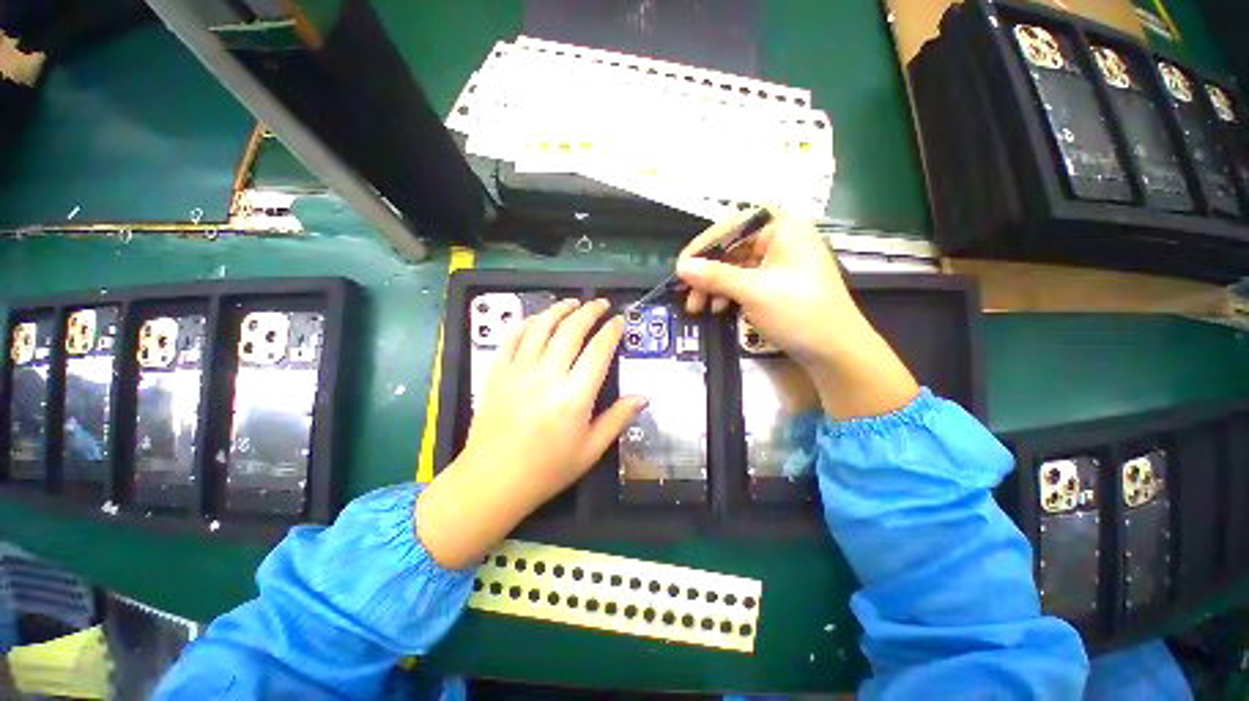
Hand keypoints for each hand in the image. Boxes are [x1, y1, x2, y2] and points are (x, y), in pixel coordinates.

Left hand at [416, 299, 645, 568]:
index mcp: (574, 397)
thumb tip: (644, 396)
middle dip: (589, 311)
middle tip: (601, 304)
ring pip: (541, 326)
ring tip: (573, 303)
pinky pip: (512, 337)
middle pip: (571, 330)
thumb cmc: (548, 469)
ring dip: (560, 309)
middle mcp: (547, 376)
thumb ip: (619, 418)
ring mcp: (518, 371)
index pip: (598, 350)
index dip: (611, 331)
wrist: (493, 481)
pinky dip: (528, 322)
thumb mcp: (591, 449)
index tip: (619, 321)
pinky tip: (538, 319)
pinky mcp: (497, 372)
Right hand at [676, 208, 918, 419]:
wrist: (835, 352)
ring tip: (697, 308)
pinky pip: (744, 283)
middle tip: (685, 293)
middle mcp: (781, 240)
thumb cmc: (798, 312)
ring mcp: (779, 264)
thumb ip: (715, 276)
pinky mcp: (777, 285)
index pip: (732, 225)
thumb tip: (681, 267)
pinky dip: (728, 294)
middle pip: (732, 248)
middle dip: (707, 272)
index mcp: (783, 228)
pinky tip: (717, 309)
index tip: (681, 266)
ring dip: (713, 286)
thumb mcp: (753, 291)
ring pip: (735, 268)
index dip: (703, 245)